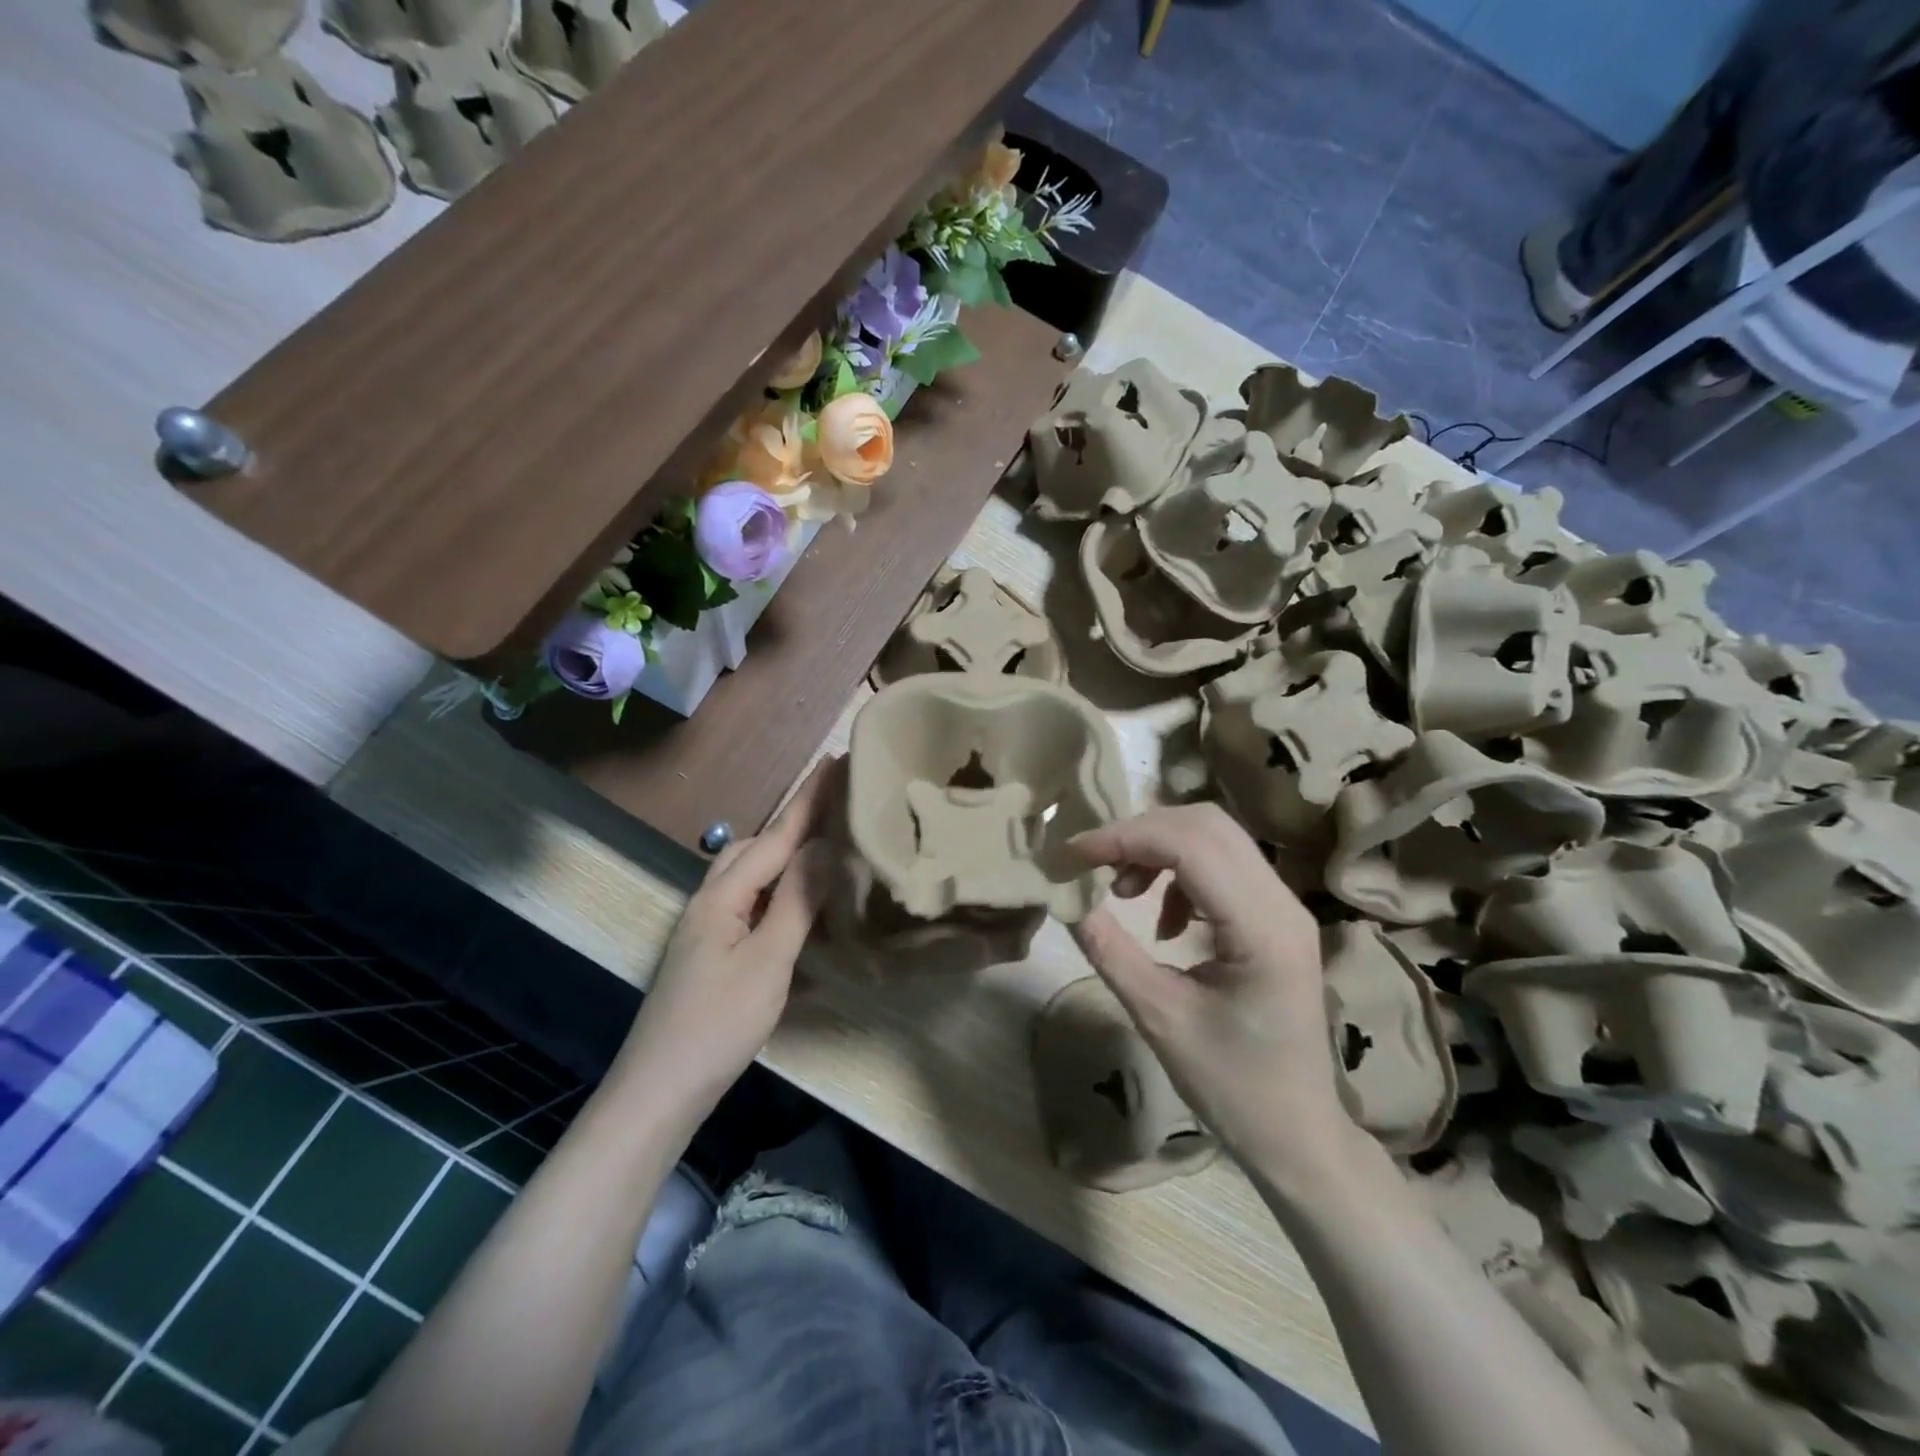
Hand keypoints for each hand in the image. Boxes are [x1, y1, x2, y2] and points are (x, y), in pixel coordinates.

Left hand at [615, 758, 839, 1112]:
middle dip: (792, 822)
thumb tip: (823, 846)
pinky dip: (771, 888)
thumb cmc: (718, 1024)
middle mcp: (709, 901)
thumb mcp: (768, 961)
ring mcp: (703, 928)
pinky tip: (789, 906)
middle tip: (834, 811)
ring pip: (744, 874)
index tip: (836, 760)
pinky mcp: (706, 952)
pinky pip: (743, 901)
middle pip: (752, 846)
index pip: (777, 836)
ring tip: (818, 851)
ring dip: (780, 855)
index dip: (809, 800)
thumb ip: (796, 901)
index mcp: (723, 896)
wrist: (658, 1090)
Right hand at [1070, 804, 1356, 1183]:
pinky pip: (1222, 864)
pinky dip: (1179, 871)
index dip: (1125, 837)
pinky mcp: (1274, 916)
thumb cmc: (1232, 1087)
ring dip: (1158, 848)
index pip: (1190, 845)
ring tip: (1123, 892)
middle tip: (1094, 864)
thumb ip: (1110, 950)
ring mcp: (1284, 906)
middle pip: (1206, 825)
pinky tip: (1161, 920)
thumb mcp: (1159, 1019)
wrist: (1298, 1133)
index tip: (1073, 854)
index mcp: (1262, 929)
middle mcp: (1282, 903)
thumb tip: (1066, 898)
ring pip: (1215, 837)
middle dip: (1140, 833)